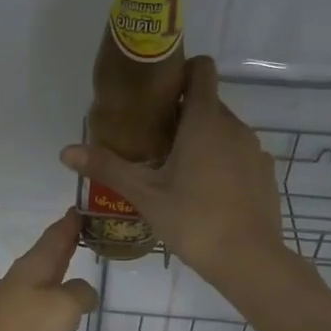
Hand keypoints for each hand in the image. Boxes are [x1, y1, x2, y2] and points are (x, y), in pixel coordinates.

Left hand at [0, 211, 99, 330]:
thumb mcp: (63, 309)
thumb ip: (79, 293)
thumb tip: (83, 291)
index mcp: (31, 269)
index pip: (54, 237)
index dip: (69, 224)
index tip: (80, 209)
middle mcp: (16, 282)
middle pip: (44, 258)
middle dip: (63, 247)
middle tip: (83, 235)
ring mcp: (6, 308)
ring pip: (37, 283)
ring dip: (55, 277)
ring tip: (75, 274)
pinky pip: (32, 309)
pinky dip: (48, 304)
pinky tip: (55, 316)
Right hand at [60, 55, 287, 288]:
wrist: (249, 260)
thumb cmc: (193, 220)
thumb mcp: (144, 194)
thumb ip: (107, 167)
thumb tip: (65, 151)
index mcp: (205, 122)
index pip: (202, 70)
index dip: (181, 71)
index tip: (158, 92)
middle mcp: (234, 126)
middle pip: (208, 101)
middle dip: (183, 112)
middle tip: (153, 139)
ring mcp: (254, 149)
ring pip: (224, 128)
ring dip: (202, 137)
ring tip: (177, 168)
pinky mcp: (264, 172)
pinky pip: (238, 152)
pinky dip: (222, 159)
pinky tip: (206, 190)